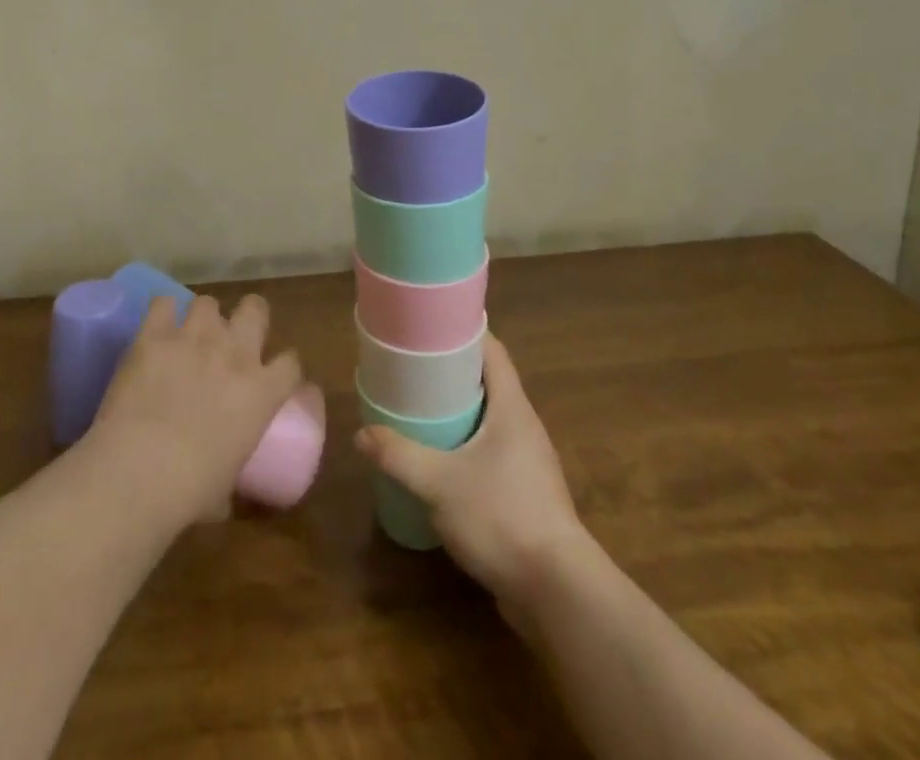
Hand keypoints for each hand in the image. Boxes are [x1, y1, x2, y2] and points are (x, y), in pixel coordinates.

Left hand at [87, 293, 305, 528]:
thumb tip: (221, 497)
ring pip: (208, 303)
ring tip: (187, 336)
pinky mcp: (155, 334)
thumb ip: (231, 475)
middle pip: (256, 309)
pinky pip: (162, 303)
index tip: (274, 375)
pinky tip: (156, 328)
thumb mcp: (226, 488)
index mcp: (262, 392)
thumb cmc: (190, 492)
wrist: (140, 471)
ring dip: (201, 319)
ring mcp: (195, 338)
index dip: (284, 366)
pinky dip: (161, 314)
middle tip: (232, 339)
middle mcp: (235, 353)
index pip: (291, 363)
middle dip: (248, 318)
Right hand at [357, 335, 588, 607]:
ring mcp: (529, 462)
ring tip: (421, 411)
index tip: (431, 326)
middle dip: (453, 373)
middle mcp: (525, 427)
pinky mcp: (526, 494)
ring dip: (460, 412)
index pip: (493, 351)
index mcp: (512, 408)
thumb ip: (399, 456)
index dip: (464, 332)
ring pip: (490, 420)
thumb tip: (362, 434)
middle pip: (489, 383)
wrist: (557, 593)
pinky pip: (492, 453)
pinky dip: (467, 446)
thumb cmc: (502, 518)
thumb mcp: (439, 484)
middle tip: (414, 369)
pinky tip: (441, 463)